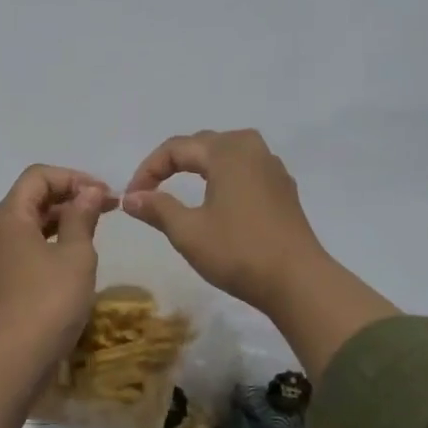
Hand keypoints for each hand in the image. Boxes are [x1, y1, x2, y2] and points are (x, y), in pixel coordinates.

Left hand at [0, 164, 115, 369]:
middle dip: (69, 198)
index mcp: (7, 216)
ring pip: (26, 225)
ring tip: (93, 232)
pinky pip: (21, 249)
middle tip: (106, 210)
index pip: (38, 177)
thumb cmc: (50, 300)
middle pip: (30, 199)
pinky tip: (70, 258)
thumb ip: (82, 217)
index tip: (104, 195)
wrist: (14, 359)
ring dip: (59, 221)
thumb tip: (88, 192)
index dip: (74, 178)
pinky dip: (46, 243)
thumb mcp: (76, 255)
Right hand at [122, 130, 328, 311]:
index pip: (176, 148)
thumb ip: (157, 208)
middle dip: (171, 165)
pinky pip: (244, 171)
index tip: (132, 197)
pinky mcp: (283, 190)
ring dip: (198, 169)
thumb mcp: (188, 231)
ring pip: (225, 156)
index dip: (148, 170)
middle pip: (202, 145)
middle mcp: (252, 149)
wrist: (298, 282)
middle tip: (150, 192)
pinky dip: (222, 179)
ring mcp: (272, 168)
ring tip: (178, 191)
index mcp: (228, 151)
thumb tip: (129, 197)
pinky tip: (215, 202)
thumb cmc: (238, 251)